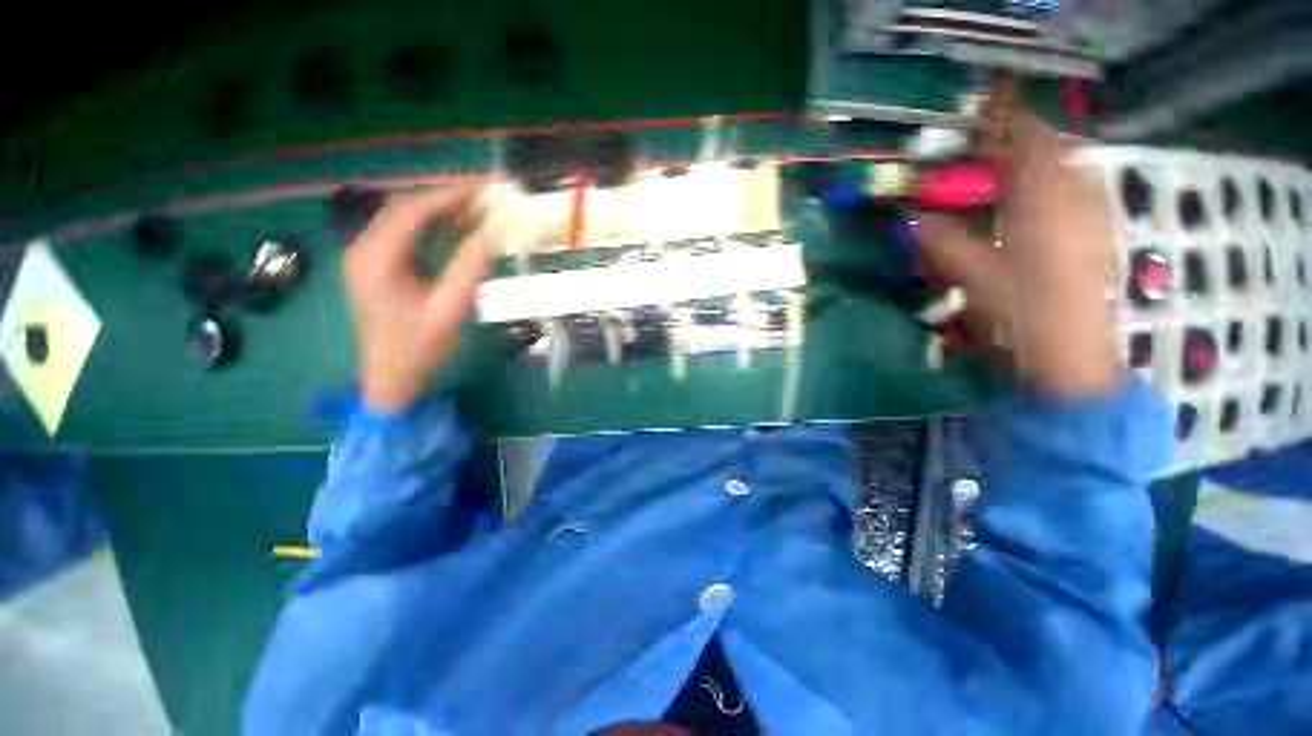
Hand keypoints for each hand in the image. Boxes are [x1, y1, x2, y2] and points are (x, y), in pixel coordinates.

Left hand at [342, 186, 488, 413]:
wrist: (391, 382)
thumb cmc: (418, 351)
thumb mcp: (449, 311)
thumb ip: (469, 269)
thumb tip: (493, 233)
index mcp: (375, 259)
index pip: (410, 212)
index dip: (448, 196)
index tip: (484, 189)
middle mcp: (364, 250)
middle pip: (405, 210)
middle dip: (446, 199)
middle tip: (486, 196)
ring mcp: (368, 259)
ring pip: (405, 222)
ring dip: (441, 213)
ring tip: (478, 209)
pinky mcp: (378, 269)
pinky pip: (406, 238)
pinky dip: (434, 230)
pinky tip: (457, 230)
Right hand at [915, 106, 1118, 395]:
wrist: (1070, 352)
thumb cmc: (1019, 312)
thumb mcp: (970, 276)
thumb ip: (941, 241)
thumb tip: (911, 219)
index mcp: (1042, 201)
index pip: (1026, 142)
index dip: (1002, 125)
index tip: (977, 122)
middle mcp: (1075, 197)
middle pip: (1052, 149)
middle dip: (1020, 144)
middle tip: (988, 154)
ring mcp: (1093, 214)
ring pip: (1069, 169)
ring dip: (1038, 165)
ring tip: (1010, 177)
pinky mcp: (1099, 233)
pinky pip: (1080, 192)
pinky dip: (1056, 187)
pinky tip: (1038, 207)